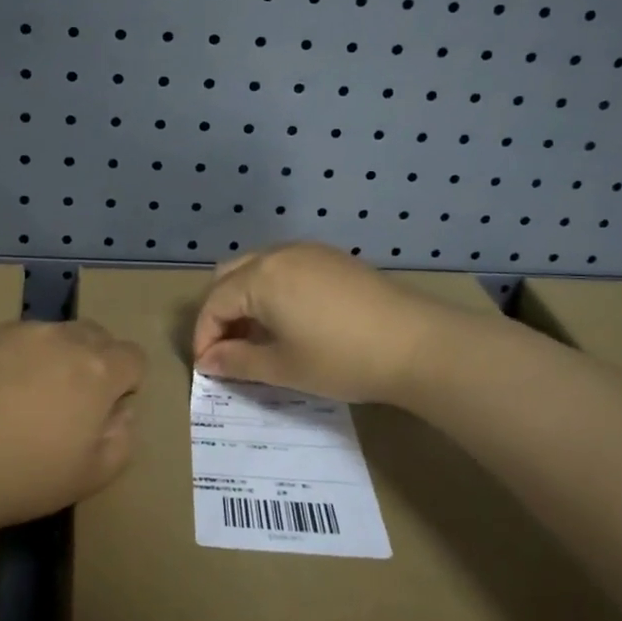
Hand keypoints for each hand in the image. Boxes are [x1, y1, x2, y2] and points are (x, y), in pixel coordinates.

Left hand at [0, 320, 145, 530]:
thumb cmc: (21, 476)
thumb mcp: (90, 477)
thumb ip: (122, 439)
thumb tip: (121, 412)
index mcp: (97, 369)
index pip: (133, 357)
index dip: (126, 383)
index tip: (104, 411)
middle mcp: (60, 337)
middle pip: (94, 335)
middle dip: (93, 362)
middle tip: (67, 403)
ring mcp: (14, 331)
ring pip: (49, 335)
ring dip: (49, 358)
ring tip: (18, 401)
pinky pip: (7, 339)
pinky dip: (8, 359)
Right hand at [191, 244, 448, 404]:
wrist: (416, 343)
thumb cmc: (341, 359)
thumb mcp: (283, 367)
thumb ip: (237, 362)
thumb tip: (208, 361)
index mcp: (259, 278)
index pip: (214, 303)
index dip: (205, 336)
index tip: (208, 368)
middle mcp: (278, 254)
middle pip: (230, 276)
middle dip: (220, 311)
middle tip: (229, 348)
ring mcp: (308, 251)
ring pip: (258, 267)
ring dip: (246, 298)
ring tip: (258, 336)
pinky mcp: (333, 258)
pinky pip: (286, 266)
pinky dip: (273, 288)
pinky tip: (291, 319)